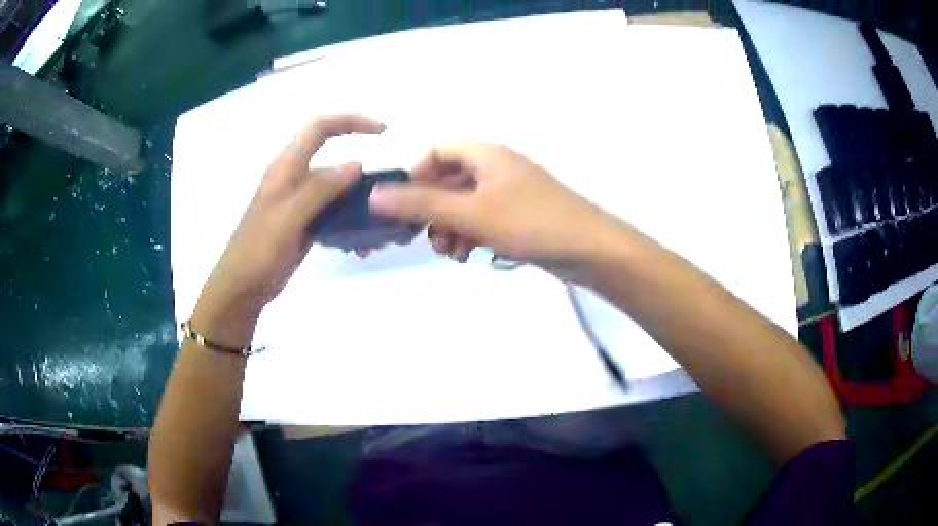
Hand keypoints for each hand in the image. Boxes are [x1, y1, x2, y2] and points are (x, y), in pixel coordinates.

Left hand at [193, 115, 384, 346]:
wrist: (242, 287)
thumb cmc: (259, 250)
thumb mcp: (289, 217)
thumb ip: (320, 189)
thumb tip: (356, 165)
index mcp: (286, 167)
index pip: (320, 128)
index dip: (350, 121)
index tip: (382, 132)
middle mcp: (294, 179)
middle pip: (333, 160)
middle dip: (361, 173)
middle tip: (385, 195)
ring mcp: (299, 202)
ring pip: (336, 190)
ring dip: (358, 204)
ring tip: (374, 230)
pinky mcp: (303, 223)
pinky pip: (331, 214)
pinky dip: (348, 223)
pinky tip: (358, 245)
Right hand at [369, 143, 615, 276]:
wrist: (590, 248)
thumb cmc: (529, 222)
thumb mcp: (470, 213)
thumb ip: (421, 204)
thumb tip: (376, 195)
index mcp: (486, 154)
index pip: (438, 150)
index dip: (416, 174)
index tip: (406, 205)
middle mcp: (497, 167)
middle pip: (450, 180)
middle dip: (433, 209)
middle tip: (426, 238)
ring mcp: (511, 192)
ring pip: (466, 203)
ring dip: (451, 226)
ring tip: (451, 253)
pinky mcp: (521, 215)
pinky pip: (485, 219)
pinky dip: (472, 234)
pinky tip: (470, 255)